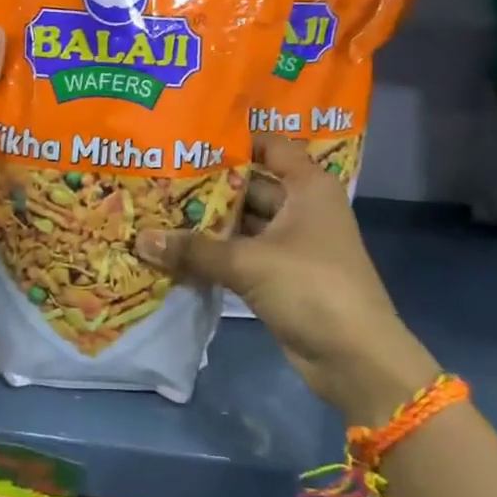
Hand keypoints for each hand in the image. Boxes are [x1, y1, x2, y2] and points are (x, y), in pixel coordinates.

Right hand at [136, 134, 439, 425]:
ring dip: (207, 222)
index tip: (189, 138)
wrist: (355, 358)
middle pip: (249, 184)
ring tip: (158, 210)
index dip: (233, 139)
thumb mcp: (248, 263)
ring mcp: (291, 243)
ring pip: (242, 222)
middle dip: (207, 184)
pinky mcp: (281, 274)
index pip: (268, 146)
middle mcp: (301, 207)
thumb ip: (194, 249)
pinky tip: (176, 249)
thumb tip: (141, 239)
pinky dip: (215, 252)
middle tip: (159, 176)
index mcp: (307, 186)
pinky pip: (242, 253)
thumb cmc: (311, 288)